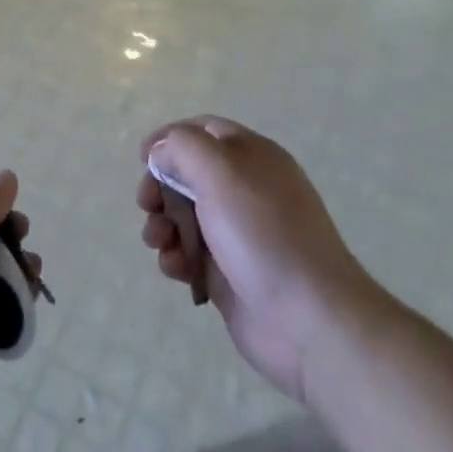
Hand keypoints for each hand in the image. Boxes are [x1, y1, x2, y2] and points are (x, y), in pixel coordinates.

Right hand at [138, 118, 384, 403]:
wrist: (310, 321)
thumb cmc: (262, 233)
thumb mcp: (219, 170)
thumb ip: (182, 147)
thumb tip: (160, 151)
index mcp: (251, 156)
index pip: (203, 130)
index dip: (169, 139)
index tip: (142, 159)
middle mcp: (244, 189)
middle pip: (187, 174)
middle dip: (160, 186)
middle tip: (146, 204)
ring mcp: (237, 233)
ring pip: (184, 216)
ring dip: (162, 224)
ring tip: (157, 242)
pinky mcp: (229, 274)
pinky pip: (191, 255)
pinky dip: (176, 258)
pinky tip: (176, 270)